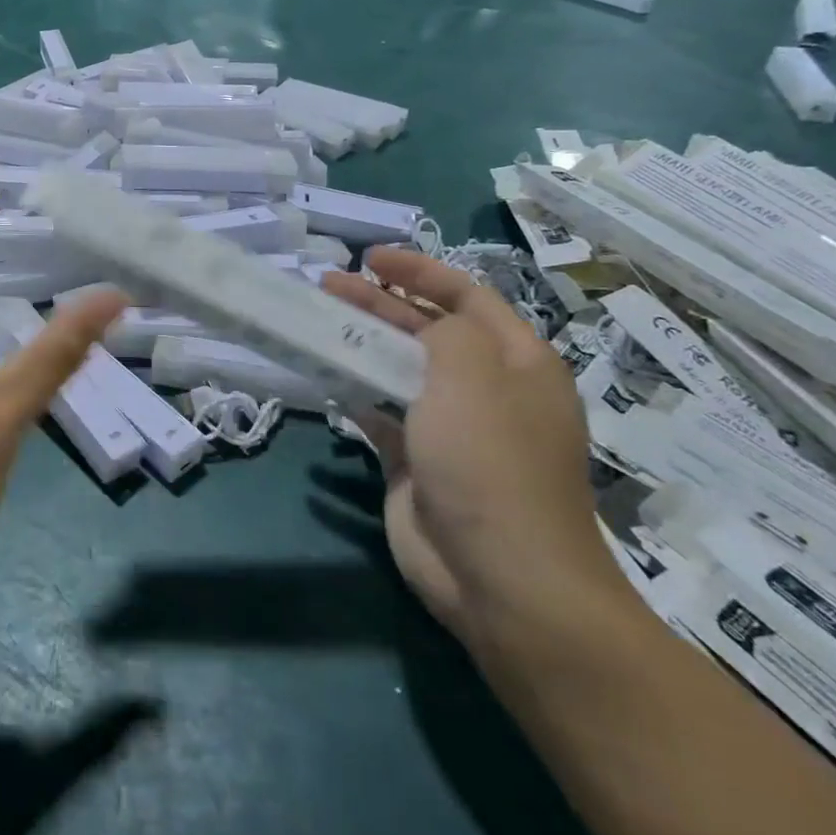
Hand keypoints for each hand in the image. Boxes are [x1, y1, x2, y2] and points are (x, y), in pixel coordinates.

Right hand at [322, 249, 624, 650]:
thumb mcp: (472, 374)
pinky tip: (325, 374)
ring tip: (318, 321)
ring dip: (361, 343)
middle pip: (426, 328)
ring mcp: (450, 426)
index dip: (420, 270)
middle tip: (327, 285)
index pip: (467, 296)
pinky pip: (380, 411)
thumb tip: (419, 327)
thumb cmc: (491, 462)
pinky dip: (354, 391)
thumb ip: (443, 330)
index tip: (370, 258)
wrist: (500, 577)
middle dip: (378, 302)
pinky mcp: (415, 459)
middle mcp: (487, 388)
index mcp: (517, 362)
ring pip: (398, 368)